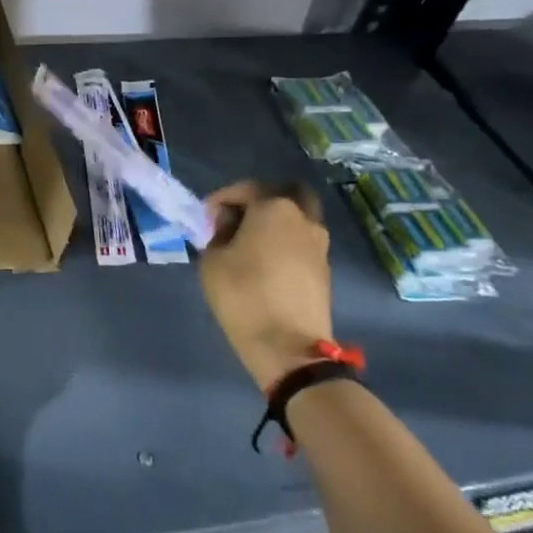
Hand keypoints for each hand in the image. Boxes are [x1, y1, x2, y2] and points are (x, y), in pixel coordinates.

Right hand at [199, 181, 333, 391]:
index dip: (223, 198)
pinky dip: (286, 243)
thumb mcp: (213, 259)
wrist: (287, 345)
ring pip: (299, 219)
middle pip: (288, 193)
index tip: (207, 215)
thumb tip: (230, 224)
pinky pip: (303, 242)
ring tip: (251, 243)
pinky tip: (266, 262)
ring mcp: (319, 245)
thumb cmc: (242, 294)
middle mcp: (303, 219)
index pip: (248, 188)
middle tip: (240, 218)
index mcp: (275, 208)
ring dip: (277, 222)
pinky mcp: (324, 269)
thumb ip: (219, 232)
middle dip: (263, 200)